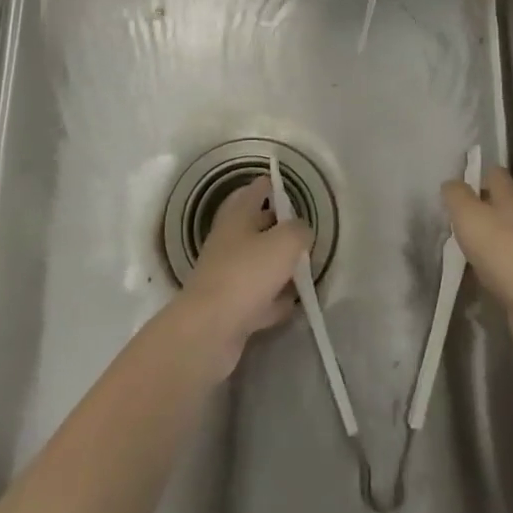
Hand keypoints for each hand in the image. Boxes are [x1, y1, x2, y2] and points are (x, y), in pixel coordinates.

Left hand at [177, 176, 309, 377]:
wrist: (209, 330)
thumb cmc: (247, 274)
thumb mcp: (285, 242)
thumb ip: (300, 231)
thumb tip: (302, 232)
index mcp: (237, 217)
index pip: (254, 191)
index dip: (268, 185)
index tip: (281, 183)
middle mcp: (229, 242)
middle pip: (255, 227)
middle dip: (277, 226)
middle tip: (301, 229)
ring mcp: (227, 276)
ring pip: (258, 263)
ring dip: (277, 266)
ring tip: (303, 267)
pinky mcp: (230, 308)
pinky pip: (258, 298)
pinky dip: (273, 300)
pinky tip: (291, 304)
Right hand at [441, 165, 512, 351]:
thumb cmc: (501, 248)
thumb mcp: (468, 215)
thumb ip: (456, 196)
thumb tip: (451, 184)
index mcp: (512, 197)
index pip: (496, 174)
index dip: (477, 174)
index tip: (457, 185)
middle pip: (501, 203)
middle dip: (480, 208)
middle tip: (454, 216)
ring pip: (504, 233)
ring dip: (486, 237)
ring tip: (461, 245)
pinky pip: (507, 262)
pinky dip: (493, 264)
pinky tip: (477, 272)